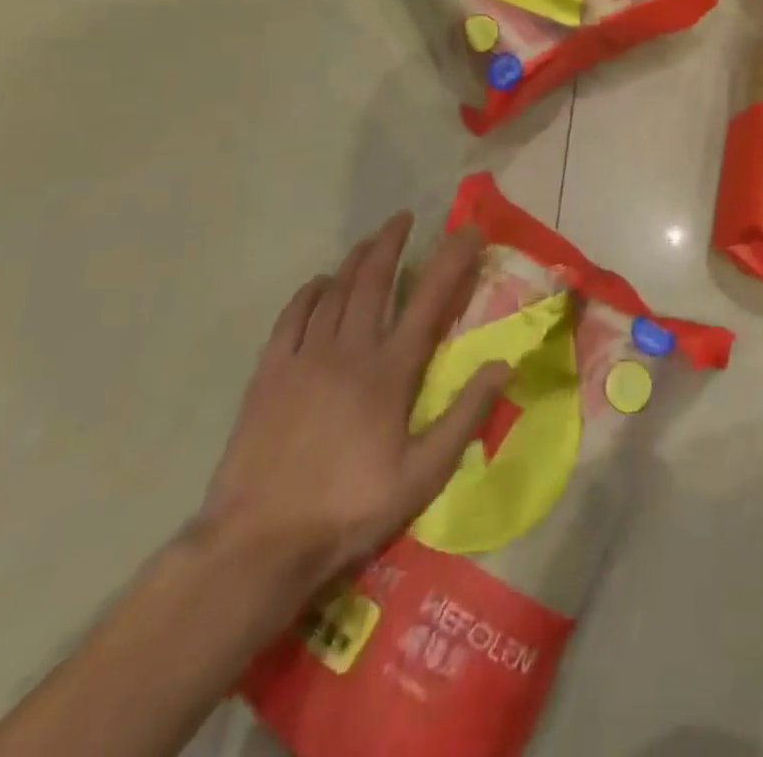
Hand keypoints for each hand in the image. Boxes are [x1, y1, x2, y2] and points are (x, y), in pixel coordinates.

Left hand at [192, 213, 508, 601]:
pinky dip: (308, 293)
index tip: (467, 231)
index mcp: (390, 371)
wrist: (258, 544)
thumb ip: (465, 416)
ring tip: (370, 241)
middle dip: (391, 243)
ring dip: (355, 261)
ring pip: (334, 292)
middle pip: (374, 281)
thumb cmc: (348, 509)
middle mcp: (349, 350)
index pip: (429, 300)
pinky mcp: (269, 375)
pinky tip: (318, 283)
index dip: (451, 261)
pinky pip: (291, 317)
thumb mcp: (422, 474)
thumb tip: (504, 364)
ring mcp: (305, 358)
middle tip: (404, 218)